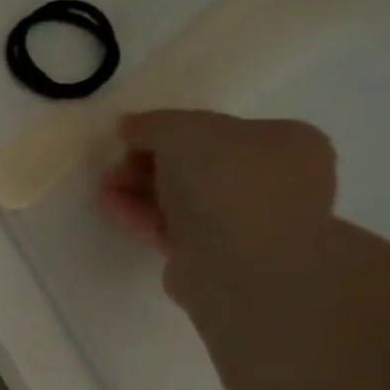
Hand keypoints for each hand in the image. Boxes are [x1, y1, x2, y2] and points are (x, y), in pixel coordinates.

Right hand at [100, 110, 336, 303]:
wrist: (241, 265)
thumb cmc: (226, 185)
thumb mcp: (183, 132)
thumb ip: (153, 124)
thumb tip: (130, 126)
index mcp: (284, 141)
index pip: (218, 129)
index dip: (169, 132)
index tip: (132, 140)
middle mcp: (273, 180)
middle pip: (196, 165)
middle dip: (149, 164)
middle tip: (115, 167)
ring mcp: (245, 221)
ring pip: (181, 198)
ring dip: (139, 190)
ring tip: (105, 188)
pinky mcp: (214, 255)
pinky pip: (172, 227)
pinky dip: (141, 215)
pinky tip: (111, 207)